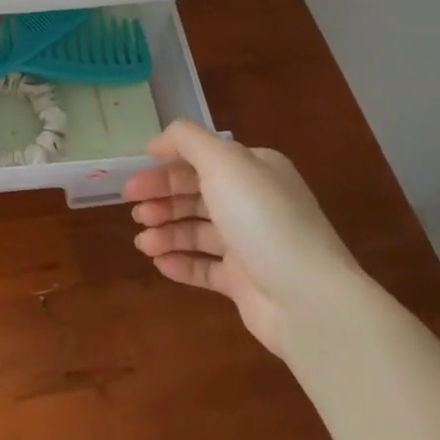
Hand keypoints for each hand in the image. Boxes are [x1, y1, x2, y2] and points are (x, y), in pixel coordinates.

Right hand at [126, 119, 361, 356]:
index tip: (134, 179)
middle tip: (132, 210)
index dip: (165, 167)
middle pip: (197, 195)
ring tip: (142, 242)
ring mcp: (250, 244)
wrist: (308, 299)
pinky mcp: (245, 282)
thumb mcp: (224, 163)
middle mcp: (253, 202)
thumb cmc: (262, 219)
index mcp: (254, 169)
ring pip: (198, 231)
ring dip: (167, 232)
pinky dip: (181, 263)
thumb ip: (187, 141)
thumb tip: (158, 140)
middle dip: (162, 199)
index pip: (202, 160)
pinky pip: (205, 268)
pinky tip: (159, 263)